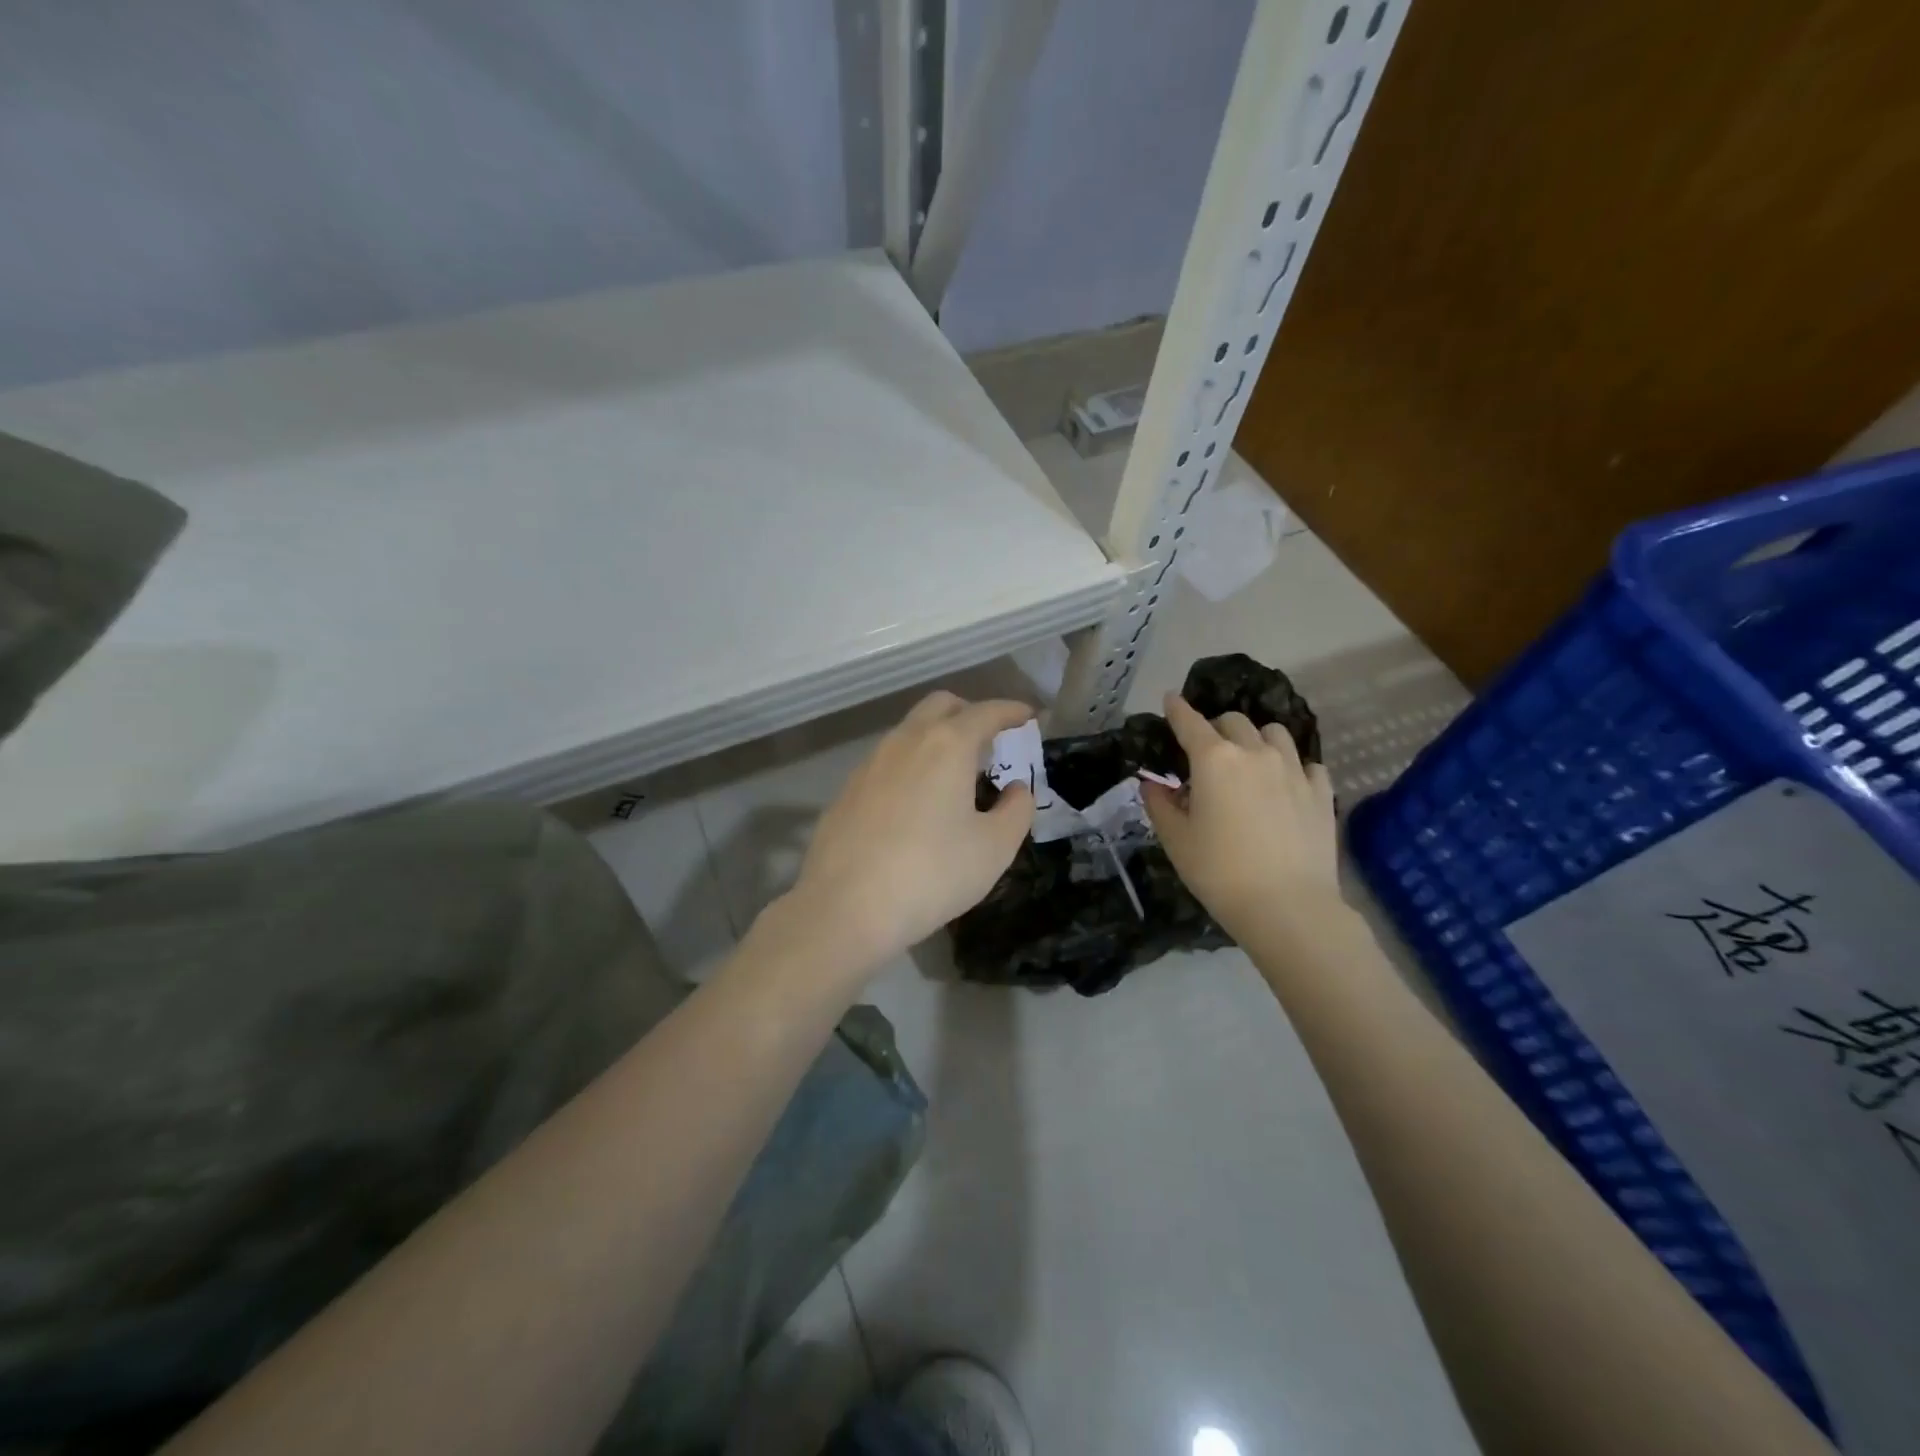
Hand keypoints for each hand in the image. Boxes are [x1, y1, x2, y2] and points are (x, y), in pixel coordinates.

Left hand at [784, 691, 1035, 974]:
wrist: (845, 908)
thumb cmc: (932, 875)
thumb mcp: (994, 848)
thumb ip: (1016, 810)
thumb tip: (1016, 788)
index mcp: (947, 745)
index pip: (986, 712)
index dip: (1012, 710)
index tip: (1029, 715)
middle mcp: (906, 741)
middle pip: (941, 705)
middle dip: (970, 713)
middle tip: (991, 741)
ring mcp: (870, 762)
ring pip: (909, 730)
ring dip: (937, 737)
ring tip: (956, 774)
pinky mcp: (848, 789)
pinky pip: (888, 760)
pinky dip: (911, 764)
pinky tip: (917, 802)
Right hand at [1143, 692, 1339, 937]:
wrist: (1288, 907)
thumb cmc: (1220, 872)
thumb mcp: (1176, 841)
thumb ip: (1159, 804)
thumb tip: (1153, 783)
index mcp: (1214, 759)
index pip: (1190, 722)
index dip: (1177, 709)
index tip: (1170, 699)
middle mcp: (1255, 753)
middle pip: (1233, 721)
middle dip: (1215, 728)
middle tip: (1206, 751)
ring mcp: (1293, 769)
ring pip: (1274, 734)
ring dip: (1256, 739)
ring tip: (1249, 761)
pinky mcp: (1320, 792)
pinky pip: (1306, 763)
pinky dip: (1291, 766)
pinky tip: (1284, 784)